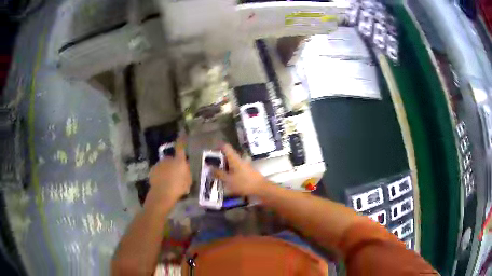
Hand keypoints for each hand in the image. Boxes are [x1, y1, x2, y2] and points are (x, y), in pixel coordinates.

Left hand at [149, 138, 190, 201]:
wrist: (162, 193)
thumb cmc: (178, 187)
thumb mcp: (188, 180)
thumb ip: (187, 171)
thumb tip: (185, 166)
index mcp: (179, 160)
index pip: (180, 147)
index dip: (181, 140)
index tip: (182, 133)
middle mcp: (168, 159)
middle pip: (171, 159)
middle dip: (173, 164)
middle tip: (176, 175)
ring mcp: (159, 164)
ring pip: (164, 165)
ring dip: (166, 170)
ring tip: (169, 181)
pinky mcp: (152, 170)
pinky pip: (158, 171)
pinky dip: (160, 174)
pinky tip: (162, 183)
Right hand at [213, 144, 268, 195]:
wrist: (261, 189)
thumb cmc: (243, 183)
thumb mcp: (228, 180)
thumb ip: (218, 173)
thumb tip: (209, 167)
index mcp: (234, 158)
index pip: (225, 147)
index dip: (217, 147)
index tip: (210, 153)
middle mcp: (239, 159)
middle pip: (228, 155)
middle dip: (219, 159)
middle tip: (211, 166)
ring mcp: (244, 165)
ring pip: (231, 162)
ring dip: (224, 166)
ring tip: (216, 174)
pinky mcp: (247, 171)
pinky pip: (235, 168)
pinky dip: (229, 171)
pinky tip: (226, 179)